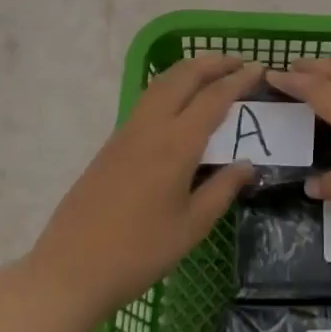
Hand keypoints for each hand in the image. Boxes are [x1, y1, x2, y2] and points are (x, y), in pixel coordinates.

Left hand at [31, 55, 261, 311]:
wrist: (71, 269)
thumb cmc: (139, 253)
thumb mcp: (191, 227)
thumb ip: (222, 189)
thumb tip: (247, 164)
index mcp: (176, 145)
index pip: (213, 98)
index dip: (238, 80)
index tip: (259, 68)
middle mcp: (151, 127)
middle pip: (184, 76)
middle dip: (213, 62)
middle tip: (238, 61)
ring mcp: (127, 132)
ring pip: (161, 83)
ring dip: (189, 70)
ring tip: (213, 71)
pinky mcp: (112, 142)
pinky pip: (148, 99)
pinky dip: (170, 85)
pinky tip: (180, 100)